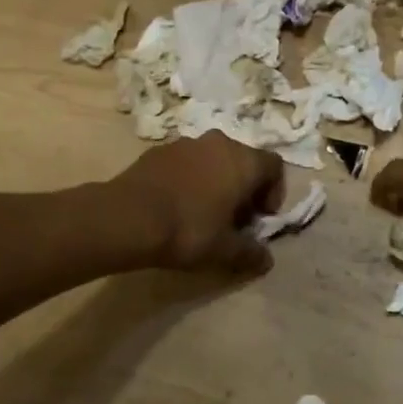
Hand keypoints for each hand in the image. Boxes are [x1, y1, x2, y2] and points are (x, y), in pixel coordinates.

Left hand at [113, 132, 285, 272]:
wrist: (127, 217)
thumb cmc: (188, 230)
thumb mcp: (224, 250)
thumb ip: (250, 253)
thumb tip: (266, 261)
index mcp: (243, 161)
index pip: (274, 166)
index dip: (274, 192)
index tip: (259, 218)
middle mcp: (219, 143)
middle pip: (243, 160)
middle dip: (244, 188)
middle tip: (233, 219)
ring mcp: (187, 143)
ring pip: (213, 159)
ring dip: (215, 181)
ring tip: (202, 212)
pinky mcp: (159, 150)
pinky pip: (186, 162)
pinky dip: (189, 178)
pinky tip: (175, 205)